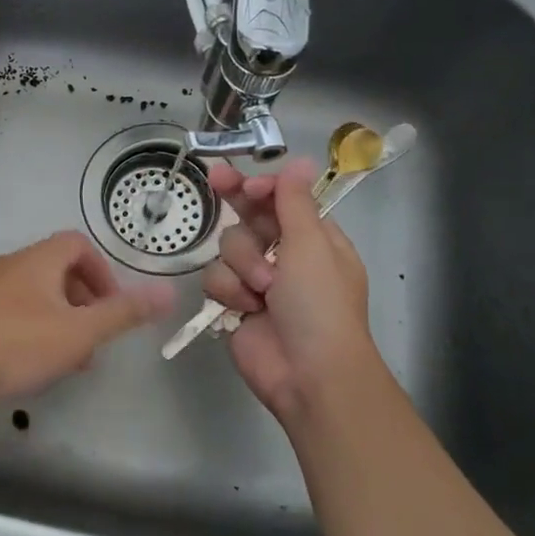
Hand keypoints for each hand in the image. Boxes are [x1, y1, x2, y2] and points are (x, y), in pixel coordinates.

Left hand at [0, 232, 174, 402]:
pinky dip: (34, 327)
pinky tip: (35, 363)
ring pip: (36, 293)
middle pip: (57, 269)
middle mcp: (10, 265)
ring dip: (61, 318)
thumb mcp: (80, 332)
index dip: (102, 272)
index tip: (110, 307)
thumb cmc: (20, 345)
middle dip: (84, 300)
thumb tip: (167, 292)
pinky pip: (13, 310)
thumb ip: (124, 313)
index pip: (78, 244)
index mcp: (37, 260)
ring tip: (70, 357)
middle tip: (94, 336)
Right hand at [202, 159, 378, 427]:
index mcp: (313, 239)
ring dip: (243, 264)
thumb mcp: (311, 246)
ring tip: (262, 289)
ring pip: (228, 248)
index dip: (260, 188)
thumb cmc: (319, 304)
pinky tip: (245, 308)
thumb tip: (299, 162)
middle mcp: (285, 255)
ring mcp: (257, 280)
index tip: (244, 182)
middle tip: (215, 178)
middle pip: (249, 217)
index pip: (281, 200)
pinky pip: (215, 279)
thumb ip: (294, 203)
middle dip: (236, 202)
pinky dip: (229, 291)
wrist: (307, 373)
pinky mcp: (234, 303)